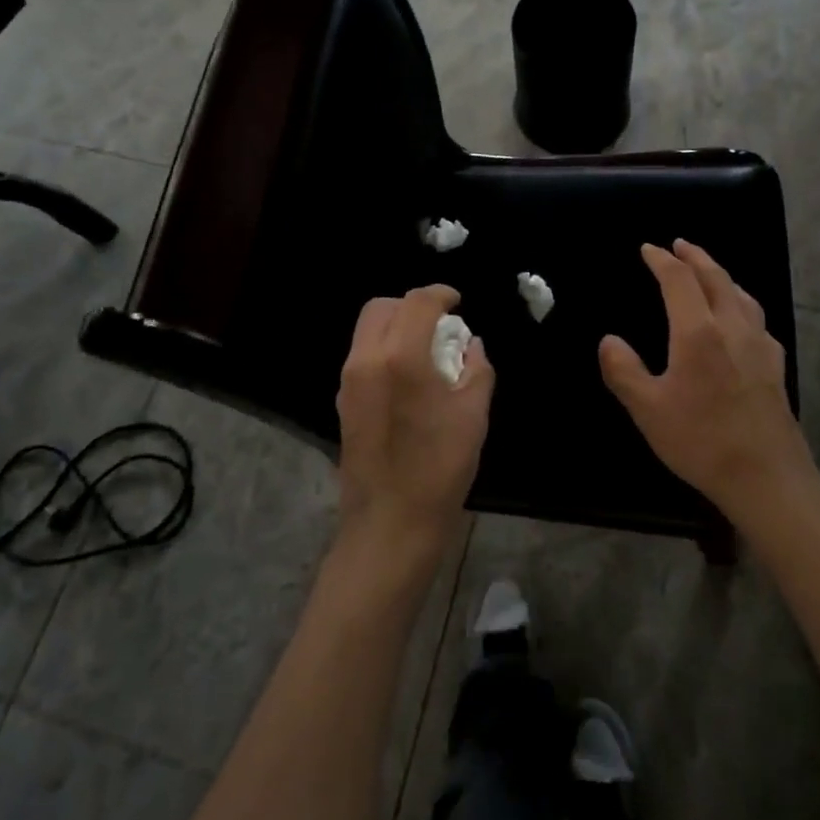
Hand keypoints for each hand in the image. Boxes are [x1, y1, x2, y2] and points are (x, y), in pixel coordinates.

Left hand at [335, 285, 493, 571]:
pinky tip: (409, 376)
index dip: (440, 294)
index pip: (417, 303)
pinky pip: (363, 356)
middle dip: (411, 305)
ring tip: (426, 349)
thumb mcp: (473, 415)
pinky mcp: (343, 402)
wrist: (390, 524)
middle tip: (439, 324)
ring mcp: (349, 381)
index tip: (457, 302)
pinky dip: (385, 349)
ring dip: (396, 326)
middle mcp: (367, 360)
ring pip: (368, 330)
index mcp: (401, 357)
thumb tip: (471, 345)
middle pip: (381, 307)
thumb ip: (476, 369)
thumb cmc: (439, 468)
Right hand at [598, 240, 812, 523]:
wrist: (768, 478)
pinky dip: (739, 300)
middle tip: (679, 244)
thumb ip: (624, 371)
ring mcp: (759, 344)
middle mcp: (732, 327)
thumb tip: (609, 340)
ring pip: (740, 294)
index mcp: (698, 332)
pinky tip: (739, 317)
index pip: (679, 280)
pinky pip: (755, 316)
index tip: (648, 248)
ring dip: (720, 274)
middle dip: (695, 257)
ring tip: (708, 271)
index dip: (662, 260)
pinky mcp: (775, 364)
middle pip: (715, 277)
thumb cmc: (702, 441)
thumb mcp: (648, 410)